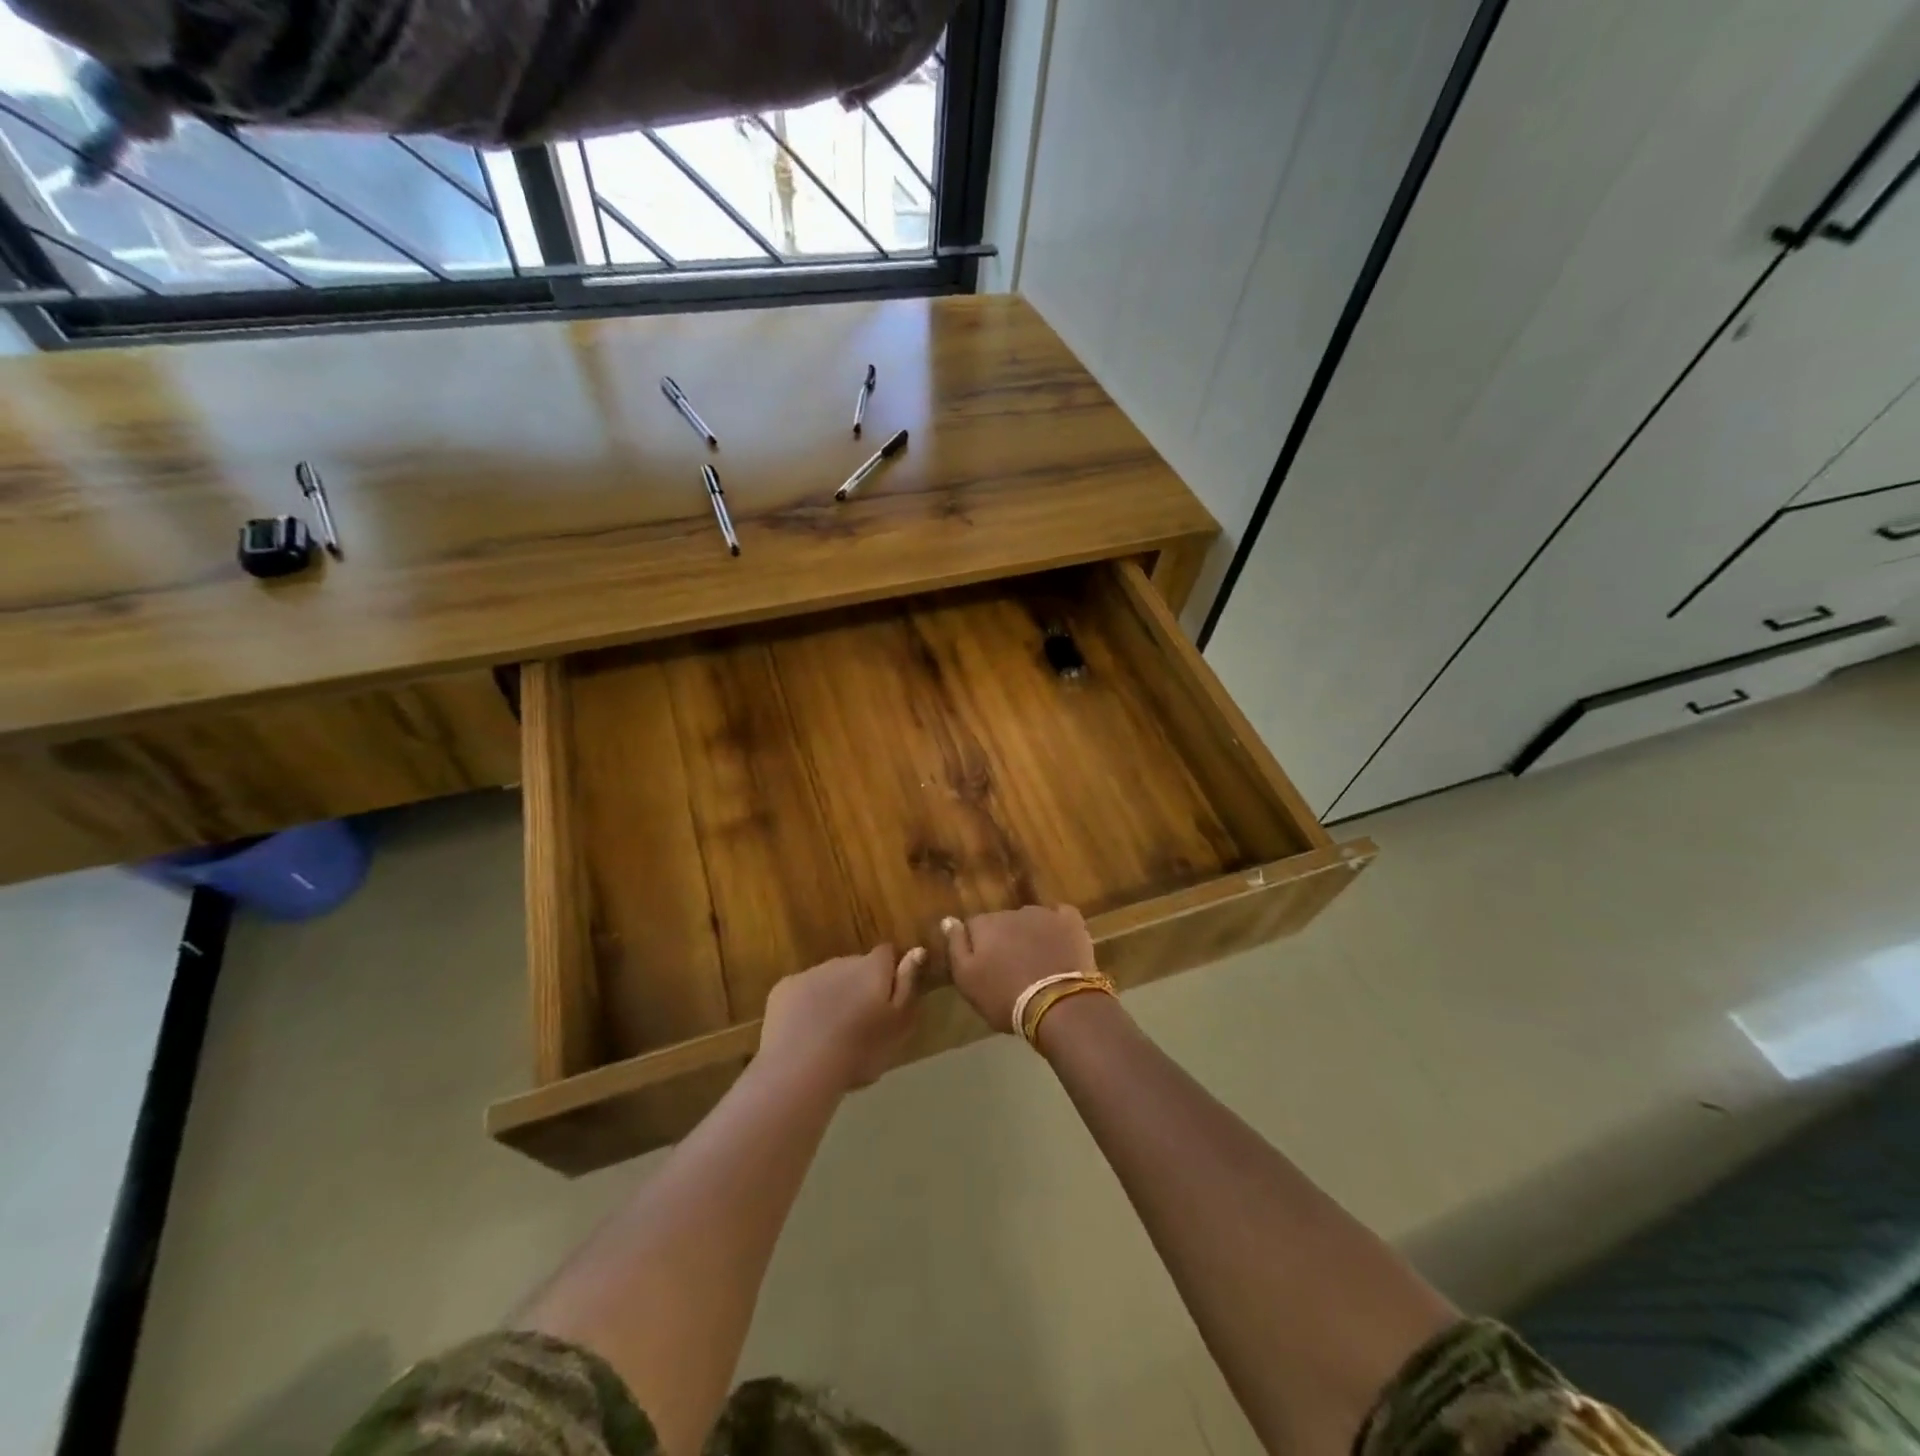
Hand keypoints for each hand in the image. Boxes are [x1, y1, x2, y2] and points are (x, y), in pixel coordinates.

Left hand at [759, 944, 925, 1090]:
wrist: (801, 1067)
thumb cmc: (860, 1050)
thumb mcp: (898, 1024)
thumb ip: (908, 985)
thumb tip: (917, 950)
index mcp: (872, 968)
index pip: (887, 953)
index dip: (890, 972)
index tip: (889, 999)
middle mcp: (841, 961)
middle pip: (856, 966)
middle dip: (859, 986)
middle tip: (861, 1023)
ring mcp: (810, 973)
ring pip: (828, 979)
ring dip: (833, 995)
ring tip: (832, 1033)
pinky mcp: (783, 989)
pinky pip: (802, 991)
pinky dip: (806, 1005)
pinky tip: (805, 1033)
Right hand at [942, 906, 1096, 1033]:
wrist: (1057, 1004)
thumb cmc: (1005, 997)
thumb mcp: (967, 980)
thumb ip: (955, 947)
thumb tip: (948, 920)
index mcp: (986, 925)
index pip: (974, 926)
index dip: (978, 946)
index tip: (985, 966)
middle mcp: (1013, 912)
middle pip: (1003, 922)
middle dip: (1005, 939)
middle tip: (1012, 968)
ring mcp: (1044, 914)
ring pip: (1030, 919)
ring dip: (1030, 934)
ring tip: (1038, 961)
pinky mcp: (1071, 923)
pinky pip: (1061, 917)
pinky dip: (1058, 927)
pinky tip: (1060, 943)